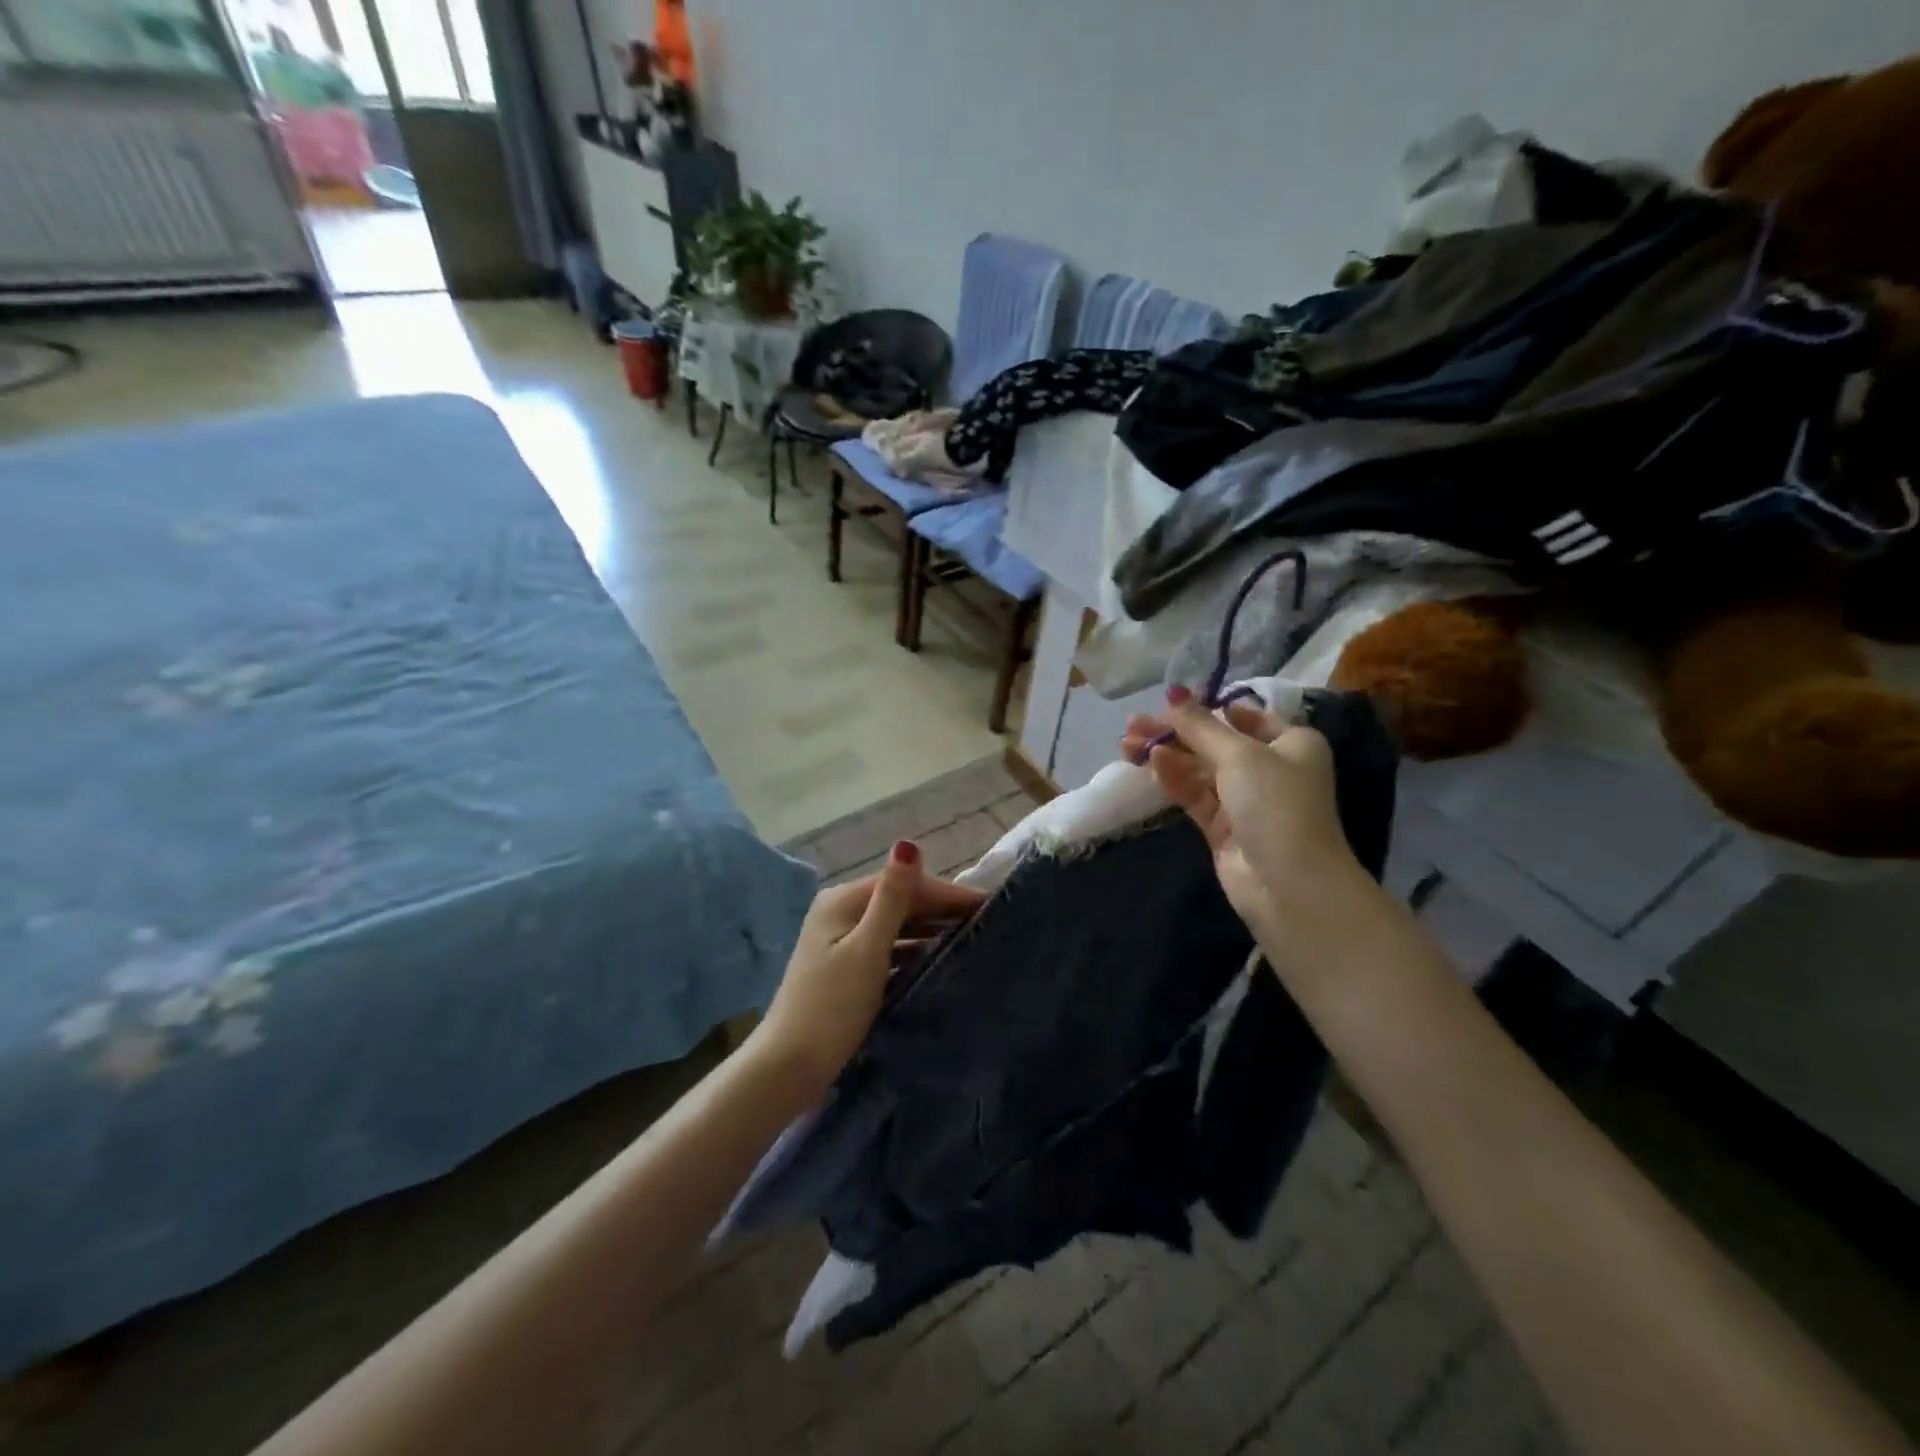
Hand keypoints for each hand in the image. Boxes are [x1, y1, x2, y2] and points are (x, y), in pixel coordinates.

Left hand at [752, 842, 984, 1095]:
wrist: (788, 1067)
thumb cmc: (832, 1006)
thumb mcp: (867, 949)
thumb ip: (892, 898)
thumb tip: (908, 843)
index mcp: (843, 901)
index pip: (904, 883)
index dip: (946, 892)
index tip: (988, 904)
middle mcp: (840, 911)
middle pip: (899, 900)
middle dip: (940, 908)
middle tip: (985, 923)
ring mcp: (839, 940)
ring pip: (894, 925)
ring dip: (928, 928)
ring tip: (970, 939)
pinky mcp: (843, 967)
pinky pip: (886, 947)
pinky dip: (911, 949)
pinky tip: (935, 959)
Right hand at [1120, 688, 1371, 943]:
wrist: (1289, 884)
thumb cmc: (1276, 804)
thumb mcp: (1240, 754)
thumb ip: (1200, 726)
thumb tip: (1173, 693)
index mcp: (1291, 743)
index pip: (1244, 717)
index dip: (1205, 709)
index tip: (1167, 704)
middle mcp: (1271, 768)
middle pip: (1215, 743)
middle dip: (1175, 733)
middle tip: (1133, 725)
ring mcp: (1245, 800)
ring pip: (1199, 769)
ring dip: (1166, 755)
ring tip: (1127, 744)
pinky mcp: (1223, 827)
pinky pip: (1195, 795)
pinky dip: (1174, 779)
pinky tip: (1150, 764)